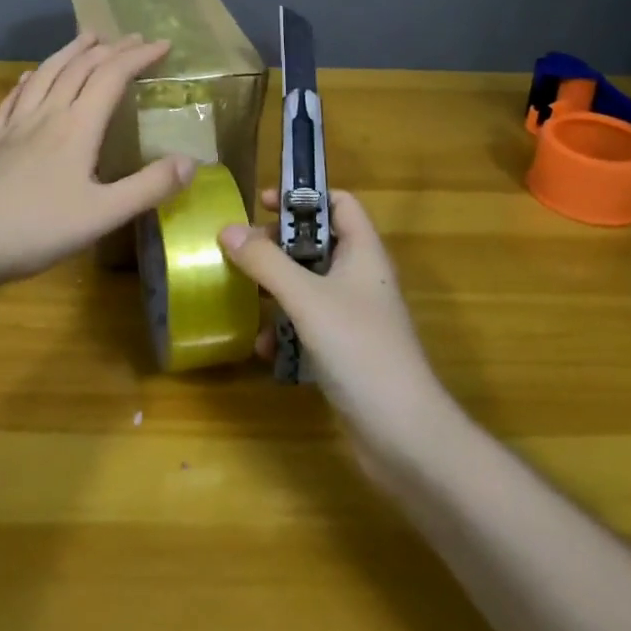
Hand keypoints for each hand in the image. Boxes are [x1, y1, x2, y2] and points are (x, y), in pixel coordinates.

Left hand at [0, 32, 195, 292]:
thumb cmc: (37, 230)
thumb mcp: (103, 215)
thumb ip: (148, 187)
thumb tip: (190, 161)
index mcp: (76, 127)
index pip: (112, 77)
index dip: (138, 57)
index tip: (163, 44)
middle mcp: (46, 115)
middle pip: (79, 68)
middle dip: (109, 49)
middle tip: (132, 38)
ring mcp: (14, 126)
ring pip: (45, 75)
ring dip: (69, 52)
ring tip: (86, 37)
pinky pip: (13, 99)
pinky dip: (28, 81)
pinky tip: (27, 79)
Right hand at [219, 189, 453, 466]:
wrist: (403, 433)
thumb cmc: (359, 348)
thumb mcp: (306, 298)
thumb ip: (266, 262)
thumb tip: (227, 228)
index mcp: (363, 252)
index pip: (339, 202)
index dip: (303, 196)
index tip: (262, 204)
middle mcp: (361, 277)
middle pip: (317, 242)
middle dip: (278, 245)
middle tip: (243, 251)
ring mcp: (354, 316)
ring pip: (309, 285)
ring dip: (276, 290)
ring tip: (244, 295)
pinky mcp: (345, 350)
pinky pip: (309, 324)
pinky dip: (286, 330)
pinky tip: (265, 348)